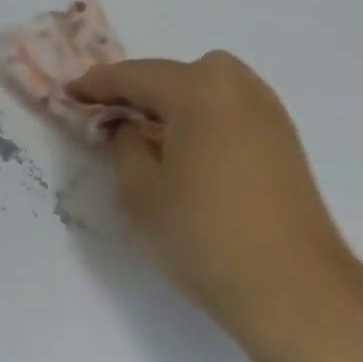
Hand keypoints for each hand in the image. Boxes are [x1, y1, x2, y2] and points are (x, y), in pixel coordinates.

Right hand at [67, 52, 356, 336]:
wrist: (293, 287)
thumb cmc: (204, 235)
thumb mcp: (139, 193)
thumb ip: (123, 146)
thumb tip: (130, 128)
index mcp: (198, 89)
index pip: (135, 75)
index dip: (96, 85)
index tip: (69, 94)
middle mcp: (237, 86)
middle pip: (175, 74)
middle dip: (140, 90)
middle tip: (111, 118)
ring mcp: (267, 110)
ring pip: (207, 88)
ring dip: (174, 102)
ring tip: (150, 137)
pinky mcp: (284, 138)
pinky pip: (230, 108)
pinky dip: (203, 117)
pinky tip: (190, 151)